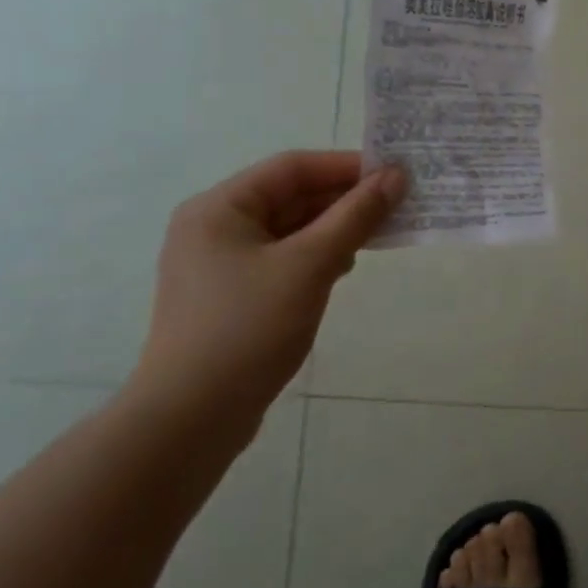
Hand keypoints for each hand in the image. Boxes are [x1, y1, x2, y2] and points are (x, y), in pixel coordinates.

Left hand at [130, 151, 405, 445]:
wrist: (189, 421)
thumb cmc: (247, 329)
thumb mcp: (310, 265)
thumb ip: (355, 216)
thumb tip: (396, 176)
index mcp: (220, 208)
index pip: (293, 167)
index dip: (347, 166)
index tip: (394, 173)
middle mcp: (215, 227)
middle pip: (291, 196)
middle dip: (345, 199)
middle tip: (397, 203)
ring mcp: (220, 264)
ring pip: (290, 229)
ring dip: (335, 228)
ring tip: (379, 234)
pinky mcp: (232, 295)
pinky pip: (284, 258)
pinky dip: (317, 255)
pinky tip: (345, 267)